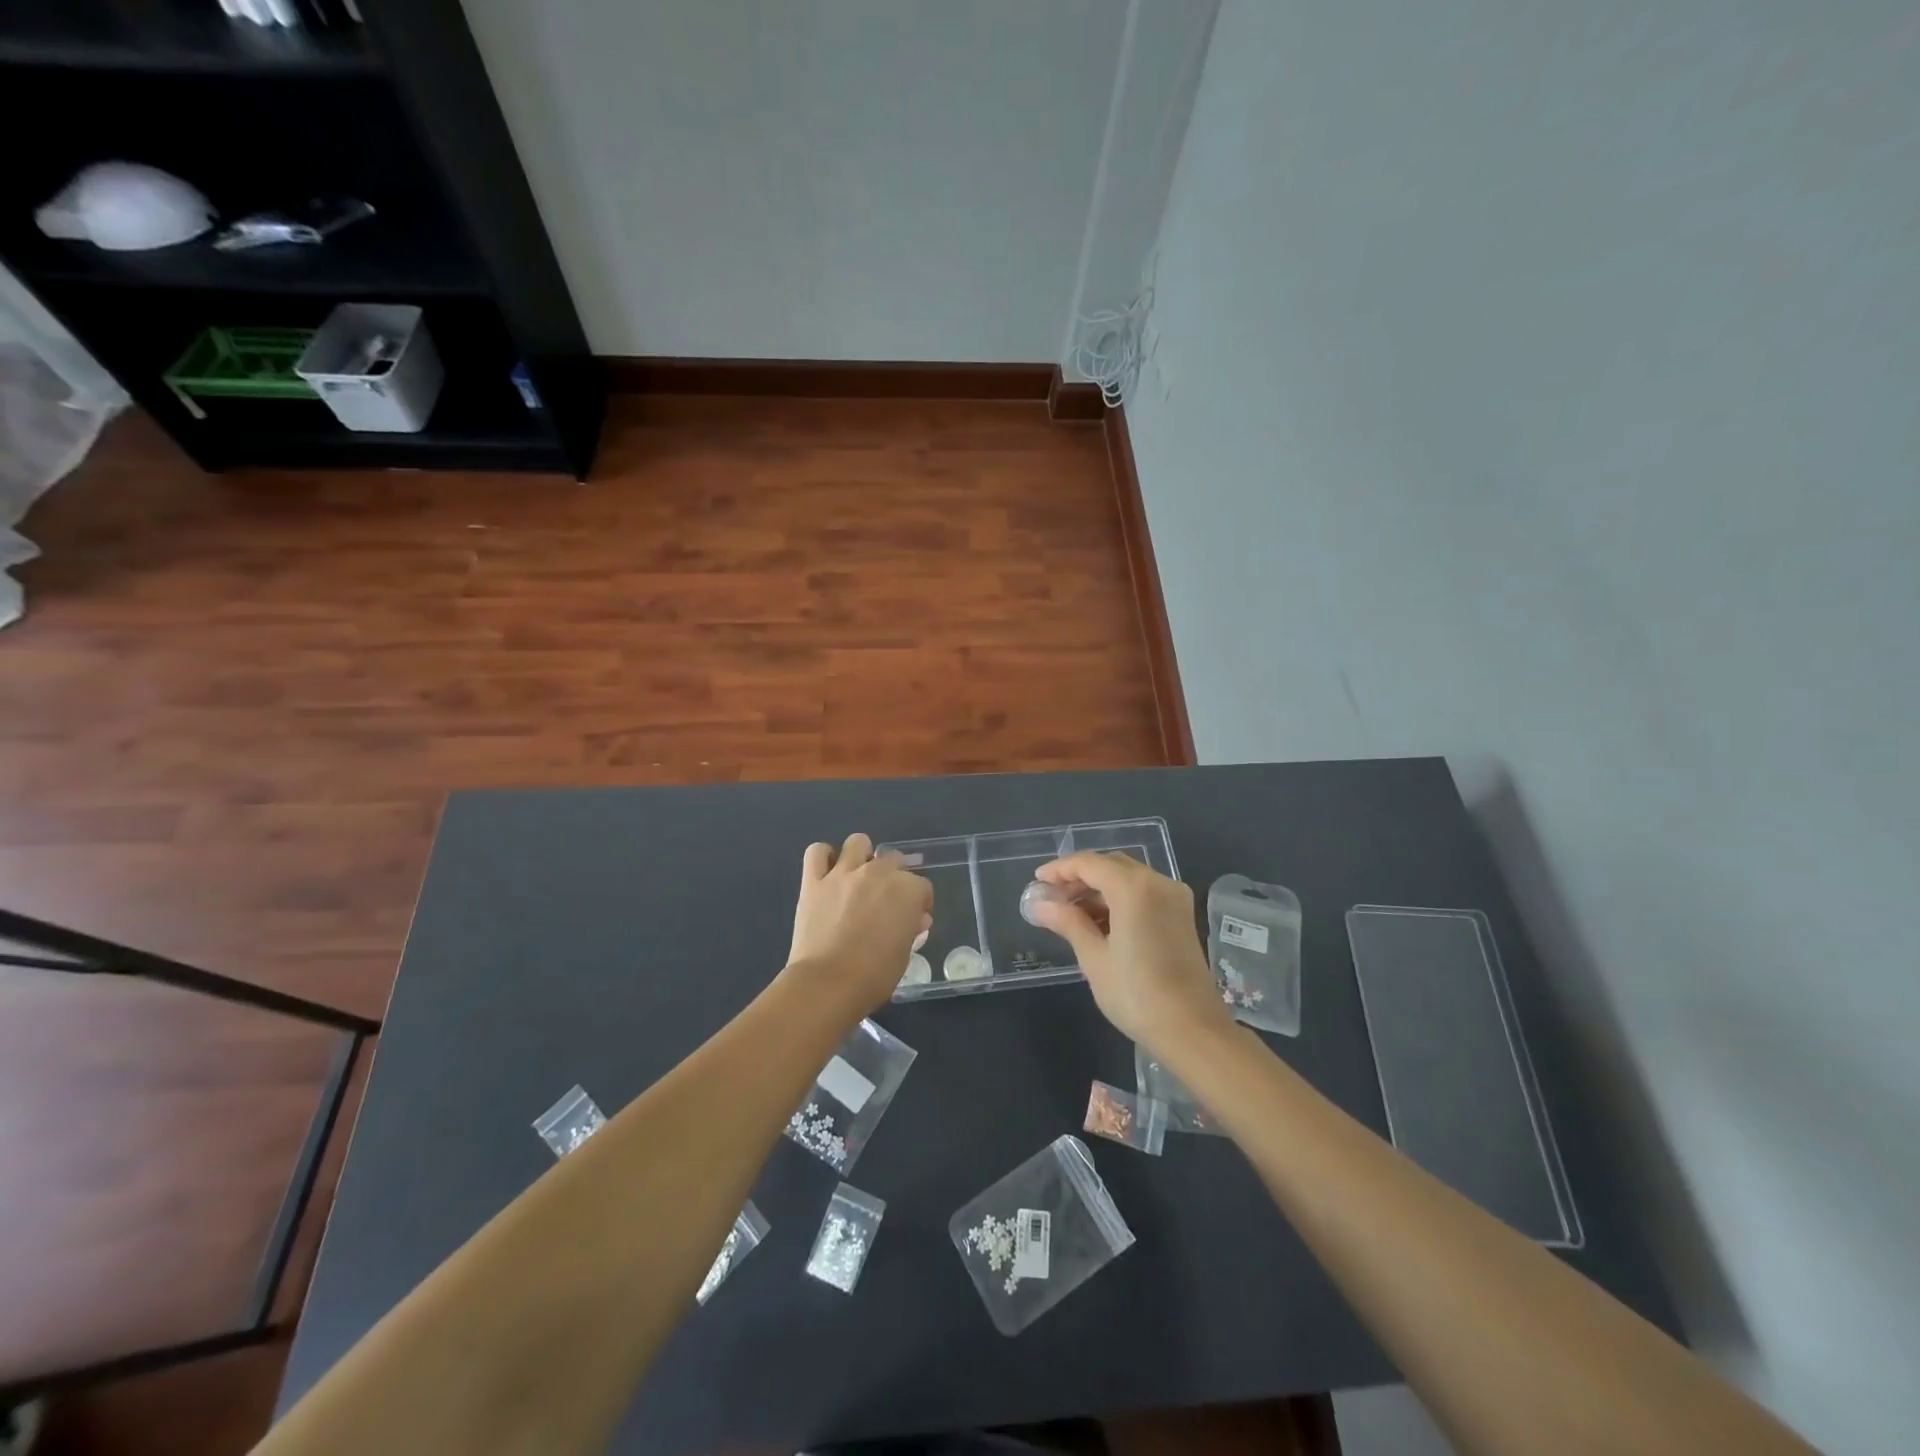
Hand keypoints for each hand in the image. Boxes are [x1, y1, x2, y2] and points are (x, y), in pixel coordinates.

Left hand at [785, 833, 932, 1015]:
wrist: (827, 984)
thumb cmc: (874, 976)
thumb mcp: (904, 954)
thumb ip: (911, 929)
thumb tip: (915, 919)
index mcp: (906, 890)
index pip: (922, 886)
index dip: (919, 902)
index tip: (914, 918)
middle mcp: (877, 872)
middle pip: (893, 859)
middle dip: (894, 876)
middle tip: (885, 899)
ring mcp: (843, 873)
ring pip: (857, 842)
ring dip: (862, 856)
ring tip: (858, 876)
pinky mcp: (814, 881)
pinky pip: (817, 852)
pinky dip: (824, 857)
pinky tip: (828, 872)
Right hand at [1030, 851, 1232, 1054]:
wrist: (1193, 1030)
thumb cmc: (1136, 994)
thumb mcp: (1094, 959)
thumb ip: (1068, 923)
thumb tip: (1040, 905)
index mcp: (1134, 888)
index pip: (1089, 864)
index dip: (1060, 869)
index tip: (1037, 882)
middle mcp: (1157, 882)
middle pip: (1111, 866)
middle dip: (1079, 878)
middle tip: (1052, 898)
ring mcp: (1174, 898)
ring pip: (1128, 878)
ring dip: (1098, 889)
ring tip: (1070, 913)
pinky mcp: (1181, 915)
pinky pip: (1144, 893)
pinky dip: (1119, 899)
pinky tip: (1099, 922)